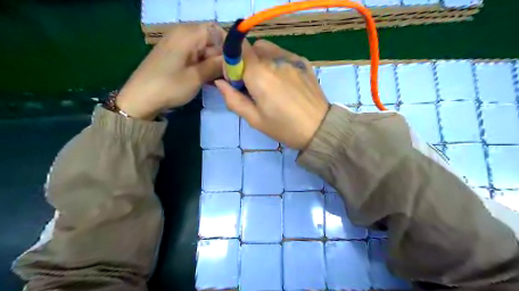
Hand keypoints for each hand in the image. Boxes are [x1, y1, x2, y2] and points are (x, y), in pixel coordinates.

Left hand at [117, 23, 225, 119]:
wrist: (140, 99)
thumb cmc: (169, 86)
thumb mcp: (196, 77)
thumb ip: (216, 65)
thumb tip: (233, 60)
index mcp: (187, 34)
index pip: (216, 31)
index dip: (228, 46)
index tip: (235, 64)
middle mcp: (183, 35)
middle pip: (211, 41)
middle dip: (221, 58)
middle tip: (228, 76)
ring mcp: (178, 45)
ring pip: (204, 50)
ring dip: (213, 64)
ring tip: (219, 80)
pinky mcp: (175, 56)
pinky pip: (195, 57)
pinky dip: (203, 66)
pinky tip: (208, 80)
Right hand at [216, 40, 327, 149]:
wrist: (319, 128)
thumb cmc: (284, 127)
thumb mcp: (255, 119)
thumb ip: (233, 99)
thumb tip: (220, 82)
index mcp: (259, 75)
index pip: (237, 50)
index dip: (232, 63)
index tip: (236, 81)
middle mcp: (274, 60)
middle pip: (251, 48)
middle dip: (246, 63)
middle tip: (252, 85)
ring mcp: (291, 58)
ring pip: (267, 48)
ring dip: (260, 59)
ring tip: (267, 82)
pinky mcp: (303, 61)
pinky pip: (282, 53)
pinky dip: (275, 61)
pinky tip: (283, 80)